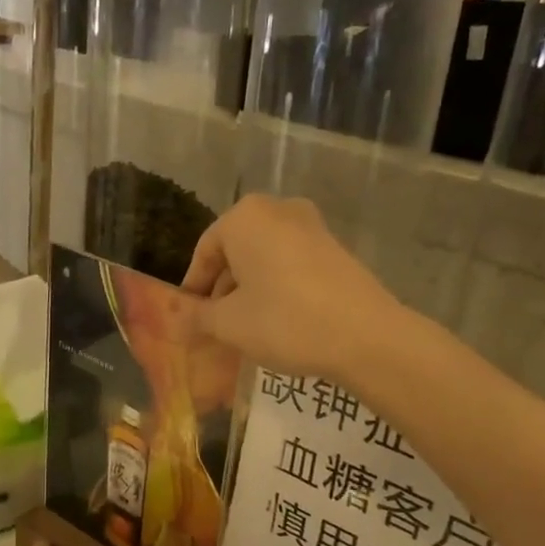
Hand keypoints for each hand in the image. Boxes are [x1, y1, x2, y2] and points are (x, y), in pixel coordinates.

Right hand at [174, 196, 403, 387]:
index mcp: (244, 217)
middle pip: (235, 250)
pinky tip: (278, 319)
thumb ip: (198, 316)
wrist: (365, 336)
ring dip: (249, 288)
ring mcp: (311, 225)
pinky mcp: (335, 246)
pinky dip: (277, 285)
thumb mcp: (229, 324)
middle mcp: (277, 209)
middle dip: (222, 287)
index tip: (190, 318)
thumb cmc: (284, 321)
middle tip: (215, 325)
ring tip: (245, 326)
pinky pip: (290, 262)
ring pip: (264, 256)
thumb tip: (179, 317)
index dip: (193, 288)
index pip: (204, 252)